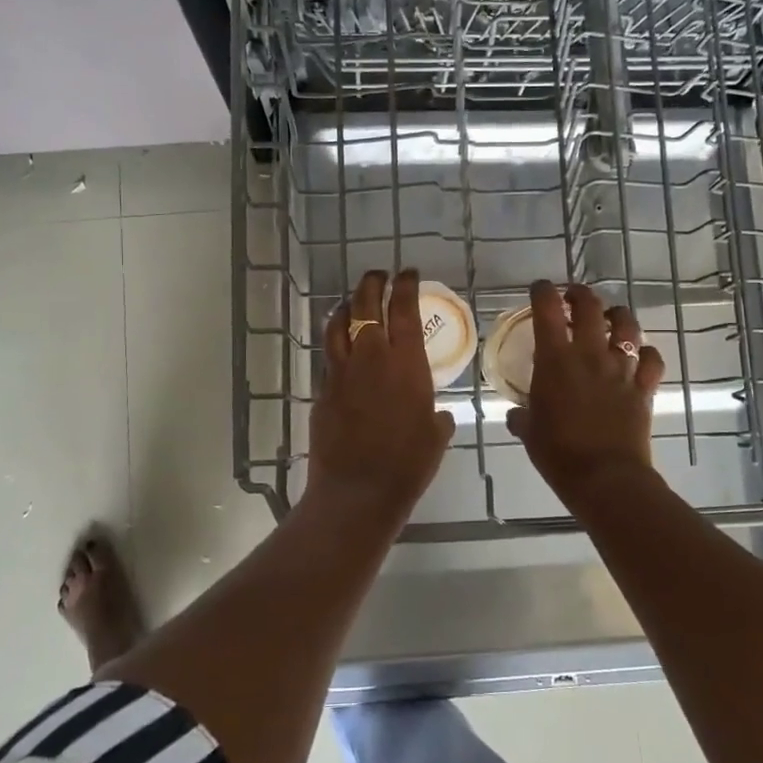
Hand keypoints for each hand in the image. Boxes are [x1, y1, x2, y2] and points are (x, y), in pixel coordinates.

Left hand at [308, 269, 455, 527]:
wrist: (358, 490)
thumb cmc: (408, 464)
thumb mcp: (436, 437)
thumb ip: (437, 419)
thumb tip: (439, 417)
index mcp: (406, 363)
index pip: (404, 310)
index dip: (406, 286)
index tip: (407, 273)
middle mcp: (372, 358)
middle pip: (366, 306)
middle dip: (372, 284)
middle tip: (378, 276)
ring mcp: (342, 372)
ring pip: (338, 324)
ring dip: (346, 307)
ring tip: (351, 302)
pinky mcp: (323, 390)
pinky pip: (329, 356)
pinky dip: (335, 342)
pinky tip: (339, 346)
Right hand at [506, 280, 665, 506]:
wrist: (605, 478)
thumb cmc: (559, 454)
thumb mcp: (529, 432)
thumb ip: (522, 416)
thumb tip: (517, 414)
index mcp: (556, 360)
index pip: (548, 309)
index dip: (543, 291)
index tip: (540, 289)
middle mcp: (591, 354)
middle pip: (591, 306)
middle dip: (580, 294)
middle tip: (573, 297)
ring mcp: (622, 369)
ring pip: (627, 325)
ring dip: (617, 315)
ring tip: (610, 319)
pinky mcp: (644, 387)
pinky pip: (652, 359)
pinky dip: (646, 353)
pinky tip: (638, 357)